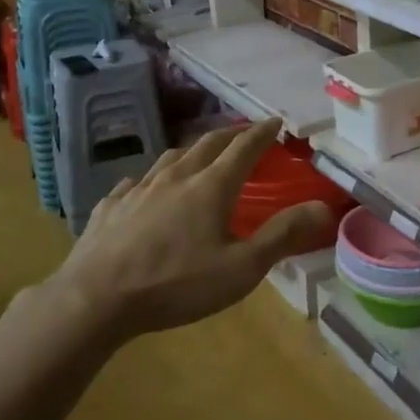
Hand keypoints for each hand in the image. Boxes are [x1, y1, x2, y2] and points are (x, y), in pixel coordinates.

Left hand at [56, 119, 332, 340]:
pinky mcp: (111, 206)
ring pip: (171, 157)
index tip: (275, 121)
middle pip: (207, 144)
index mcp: (211, 186)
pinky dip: (153, 178)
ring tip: (200, 154)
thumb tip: (323, 207)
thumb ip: (282, 235)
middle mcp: (176, 177)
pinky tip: (147, 187)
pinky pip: (136, 181)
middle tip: (245, 133)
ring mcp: (139, 188)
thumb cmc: (176, 284)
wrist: (95, 298)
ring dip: (193, 150)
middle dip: (230, 134)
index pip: (244, 148)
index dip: (262, 132)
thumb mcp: (240, 268)